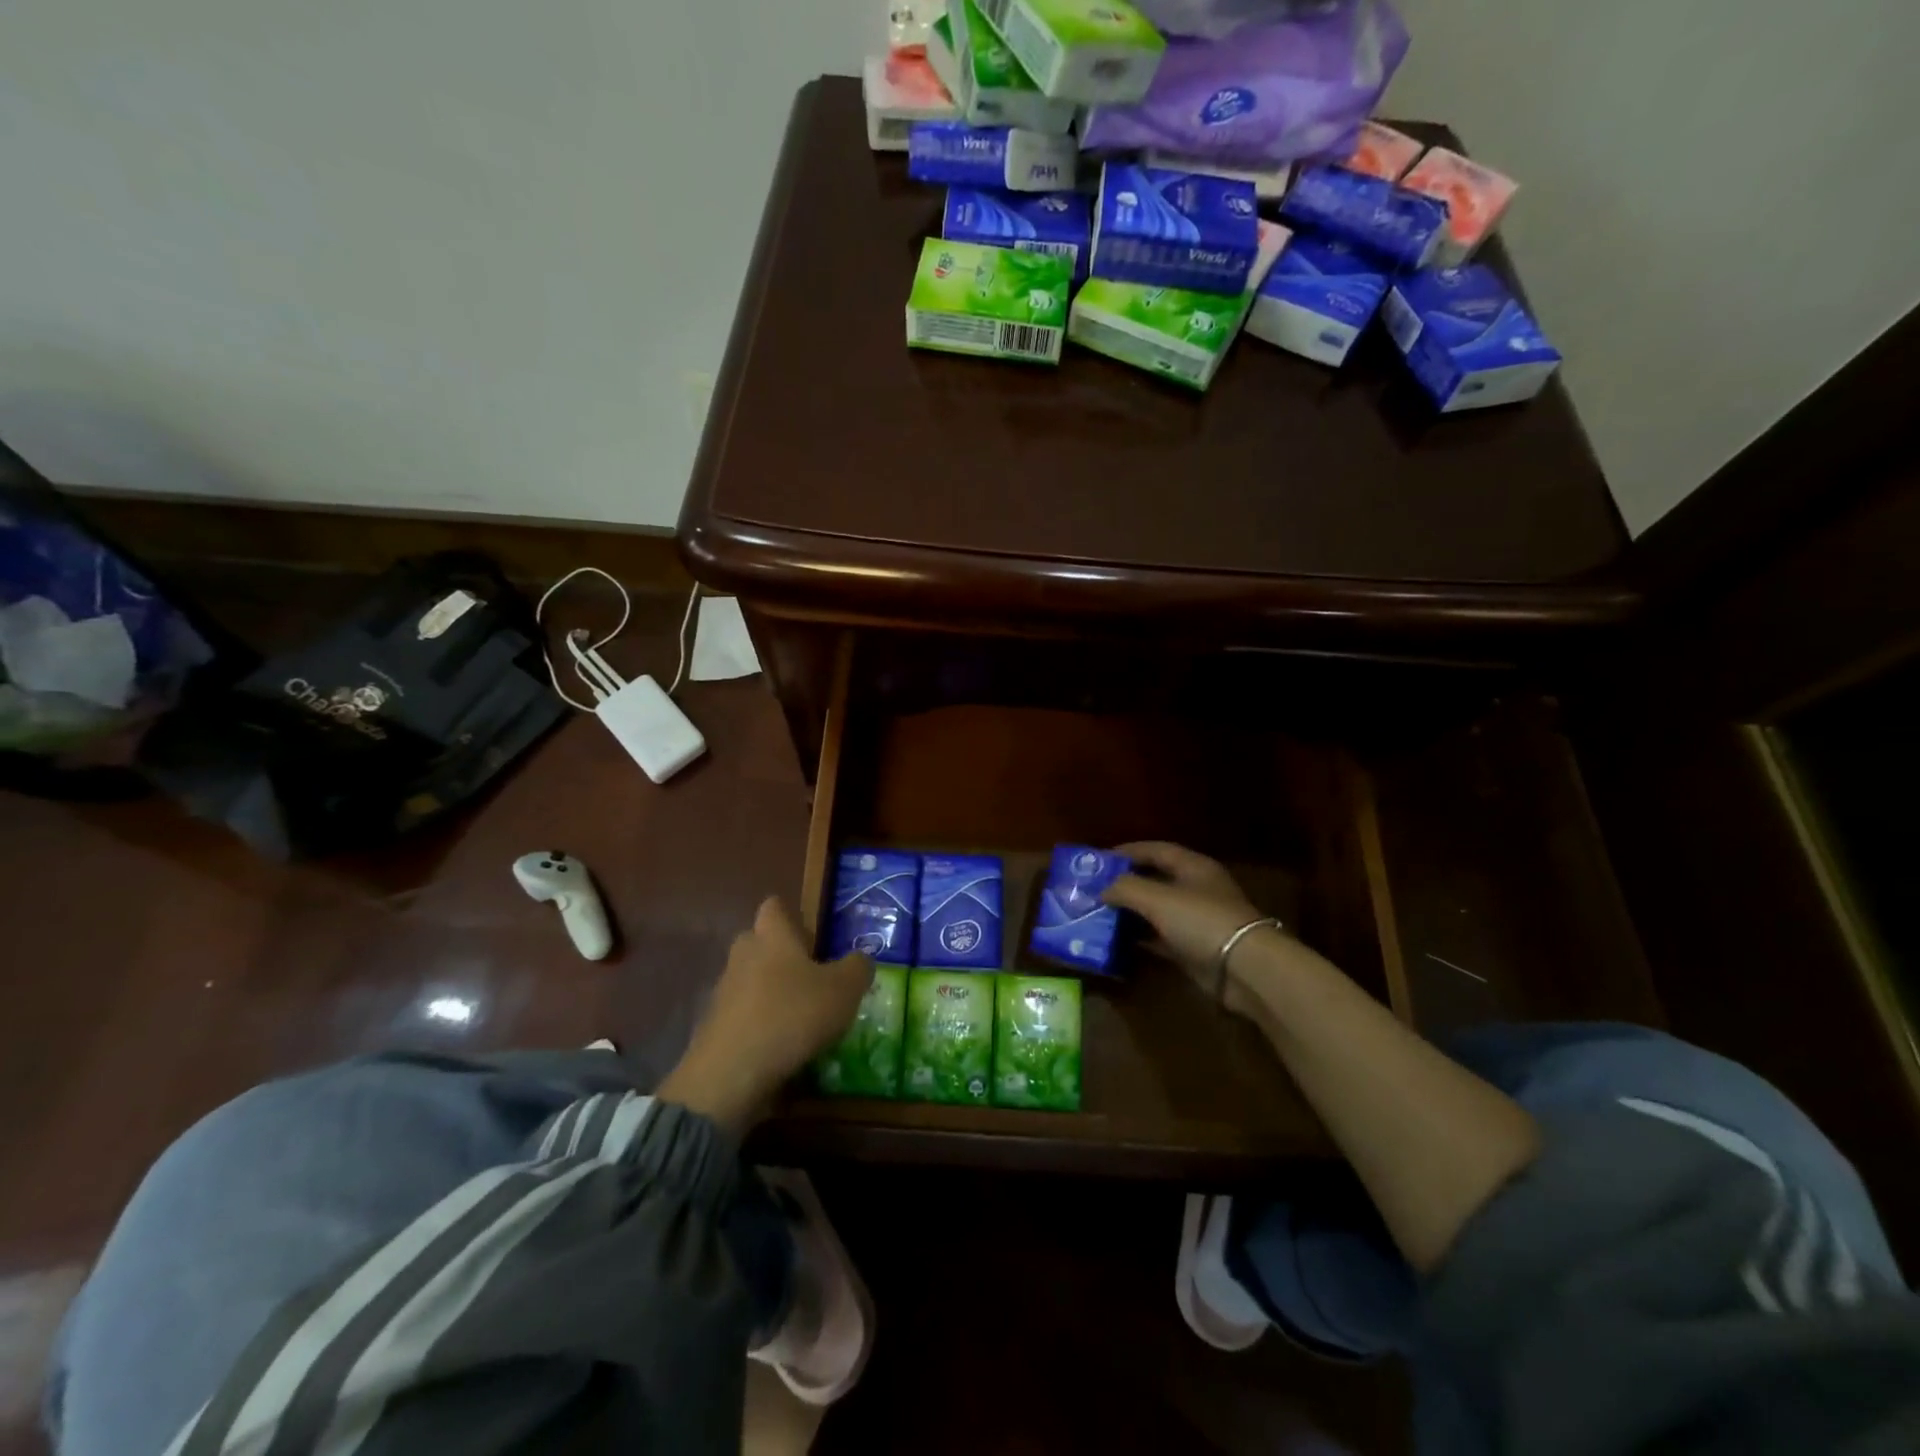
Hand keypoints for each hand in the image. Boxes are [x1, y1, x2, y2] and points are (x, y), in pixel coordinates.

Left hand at [660, 897, 873, 1133]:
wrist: (731, 1073)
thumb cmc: (793, 1015)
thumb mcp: (843, 990)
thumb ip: (857, 968)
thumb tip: (861, 958)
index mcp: (772, 936)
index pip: (773, 907)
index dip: (790, 915)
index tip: (811, 935)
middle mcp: (743, 955)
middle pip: (758, 942)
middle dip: (779, 953)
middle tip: (810, 974)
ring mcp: (724, 991)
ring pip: (749, 979)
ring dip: (770, 991)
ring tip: (799, 1015)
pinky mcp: (713, 1026)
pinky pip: (741, 1013)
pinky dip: (758, 1023)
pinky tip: (779, 1044)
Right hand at [1102, 842, 1272, 1012]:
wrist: (1245, 969)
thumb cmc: (1201, 921)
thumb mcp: (1157, 898)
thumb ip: (1125, 888)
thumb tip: (1101, 888)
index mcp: (1192, 866)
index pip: (1155, 849)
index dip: (1127, 851)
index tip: (1097, 860)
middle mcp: (1195, 889)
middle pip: (1155, 879)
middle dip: (1125, 883)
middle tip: (1093, 888)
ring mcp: (1196, 920)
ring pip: (1156, 910)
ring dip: (1130, 912)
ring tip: (1098, 913)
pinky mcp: (1194, 948)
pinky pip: (1161, 937)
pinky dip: (1140, 937)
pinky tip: (1117, 940)